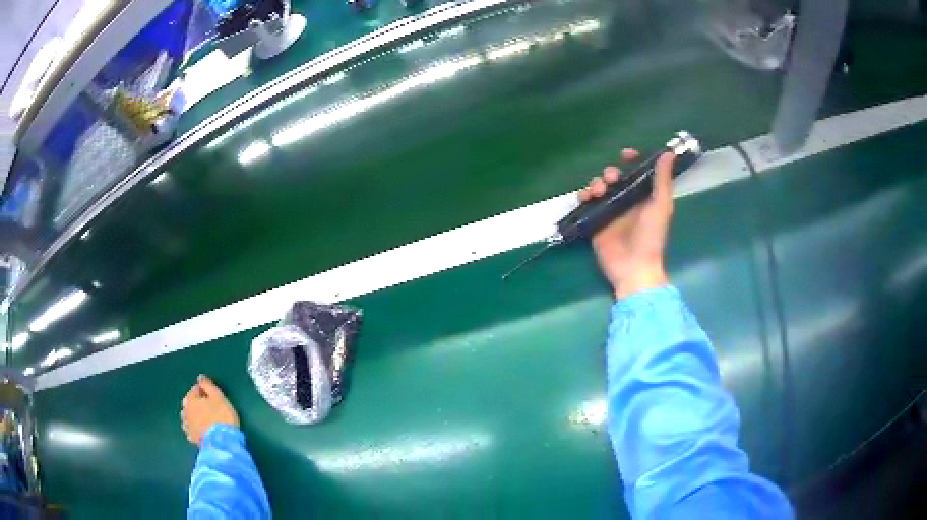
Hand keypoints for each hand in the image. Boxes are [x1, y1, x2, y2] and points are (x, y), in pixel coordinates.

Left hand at [181, 375, 239, 445]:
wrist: (222, 443)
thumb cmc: (221, 417)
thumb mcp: (218, 397)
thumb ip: (208, 385)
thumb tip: (200, 377)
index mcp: (190, 400)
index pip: (194, 390)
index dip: (203, 390)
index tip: (212, 395)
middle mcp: (185, 412)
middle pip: (189, 403)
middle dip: (197, 403)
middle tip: (209, 406)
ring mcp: (188, 427)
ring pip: (189, 417)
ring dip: (194, 416)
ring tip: (205, 418)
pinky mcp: (192, 439)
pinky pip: (192, 430)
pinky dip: (195, 428)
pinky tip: (201, 430)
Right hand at [578, 148, 674, 298]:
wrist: (633, 267)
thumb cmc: (651, 237)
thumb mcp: (660, 207)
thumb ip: (663, 181)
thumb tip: (668, 153)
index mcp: (644, 195)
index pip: (636, 171)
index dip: (631, 159)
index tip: (626, 154)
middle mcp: (627, 200)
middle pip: (614, 176)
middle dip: (610, 172)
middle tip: (610, 179)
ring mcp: (610, 210)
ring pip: (599, 186)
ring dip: (596, 183)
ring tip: (597, 191)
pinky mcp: (595, 221)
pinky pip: (586, 202)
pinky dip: (584, 196)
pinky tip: (586, 198)